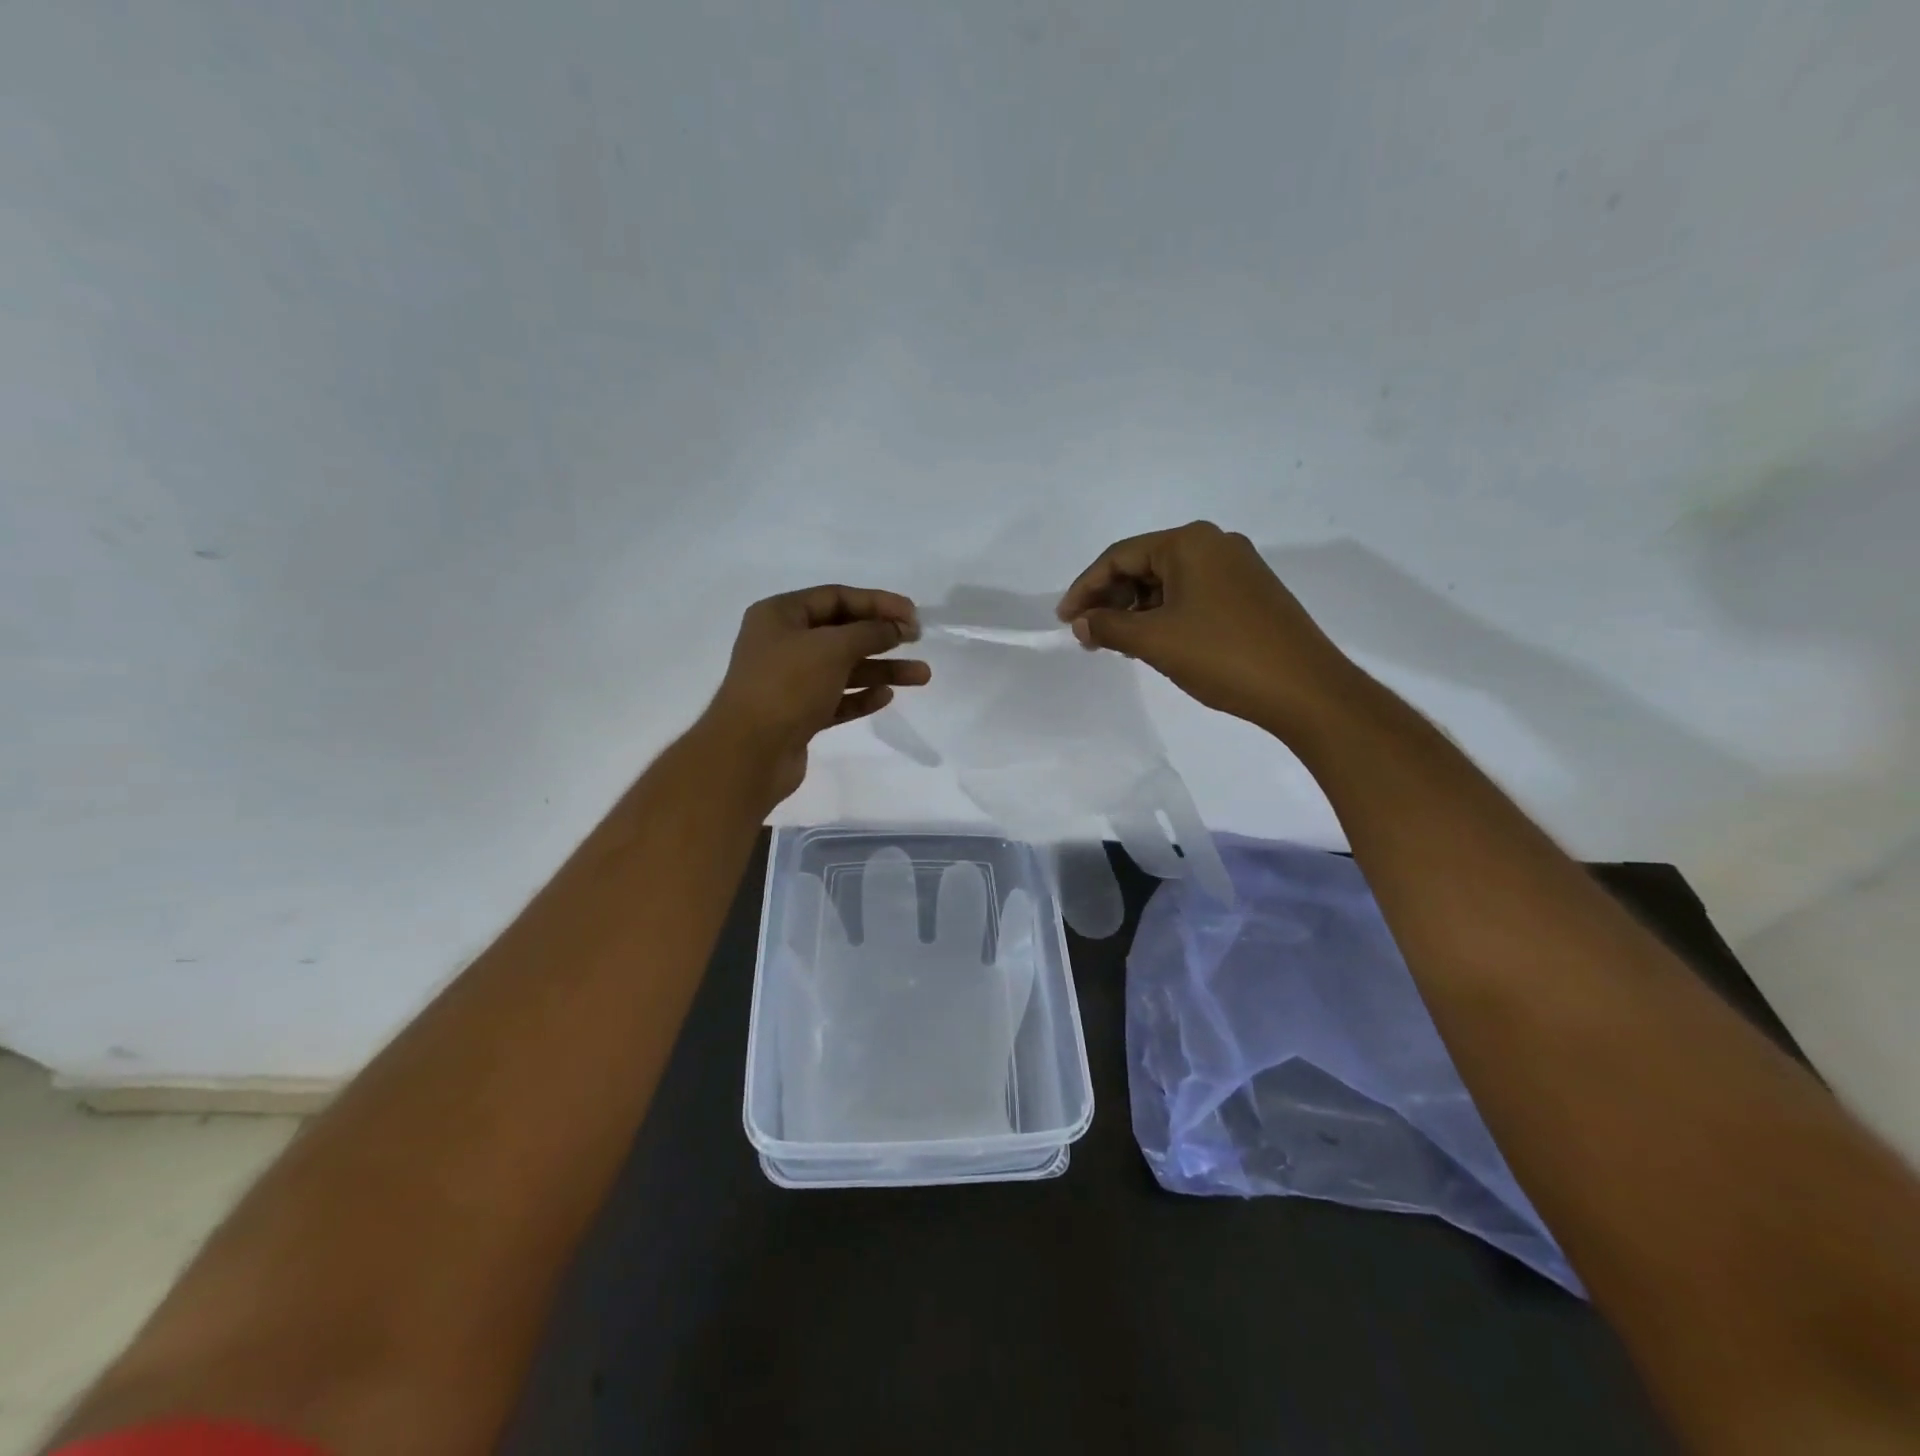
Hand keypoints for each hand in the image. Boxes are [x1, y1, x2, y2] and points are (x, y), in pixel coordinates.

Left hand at [701, 584, 928, 806]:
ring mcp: (790, 681)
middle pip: (842, 632)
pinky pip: (837, 698)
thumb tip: (895, 628)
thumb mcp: (832, 648)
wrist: (749, 753)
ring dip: (882, 669)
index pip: (836, 597)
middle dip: (883, 636)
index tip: (912, 614)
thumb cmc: (787, 686)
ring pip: (844, 668)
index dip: (877, 602)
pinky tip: (886, 696)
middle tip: (918, 640)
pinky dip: (861, 696)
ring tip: (921, 676)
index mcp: (780, 615)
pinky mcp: (798, 715)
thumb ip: (869, 632)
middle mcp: (783, 643)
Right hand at [1056, 521, 1359, 738]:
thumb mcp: (1155, 641)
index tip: (1065, 621)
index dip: (1085, 588)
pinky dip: (1165, 615)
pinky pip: (1192, 595)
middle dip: (1111, 600)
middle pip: (1144, 565)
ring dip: (1137, 611)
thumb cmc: (1223, 655)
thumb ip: (1109, 628)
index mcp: (1190, 542)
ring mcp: (1237, 568)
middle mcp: (1215, 544)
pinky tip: (1154, 642)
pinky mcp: (1250, 594)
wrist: (1305, 689)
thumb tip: (1082, 623)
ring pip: (1168, 583)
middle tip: (1089, 636)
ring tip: (1118, 645)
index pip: (1120, 556)